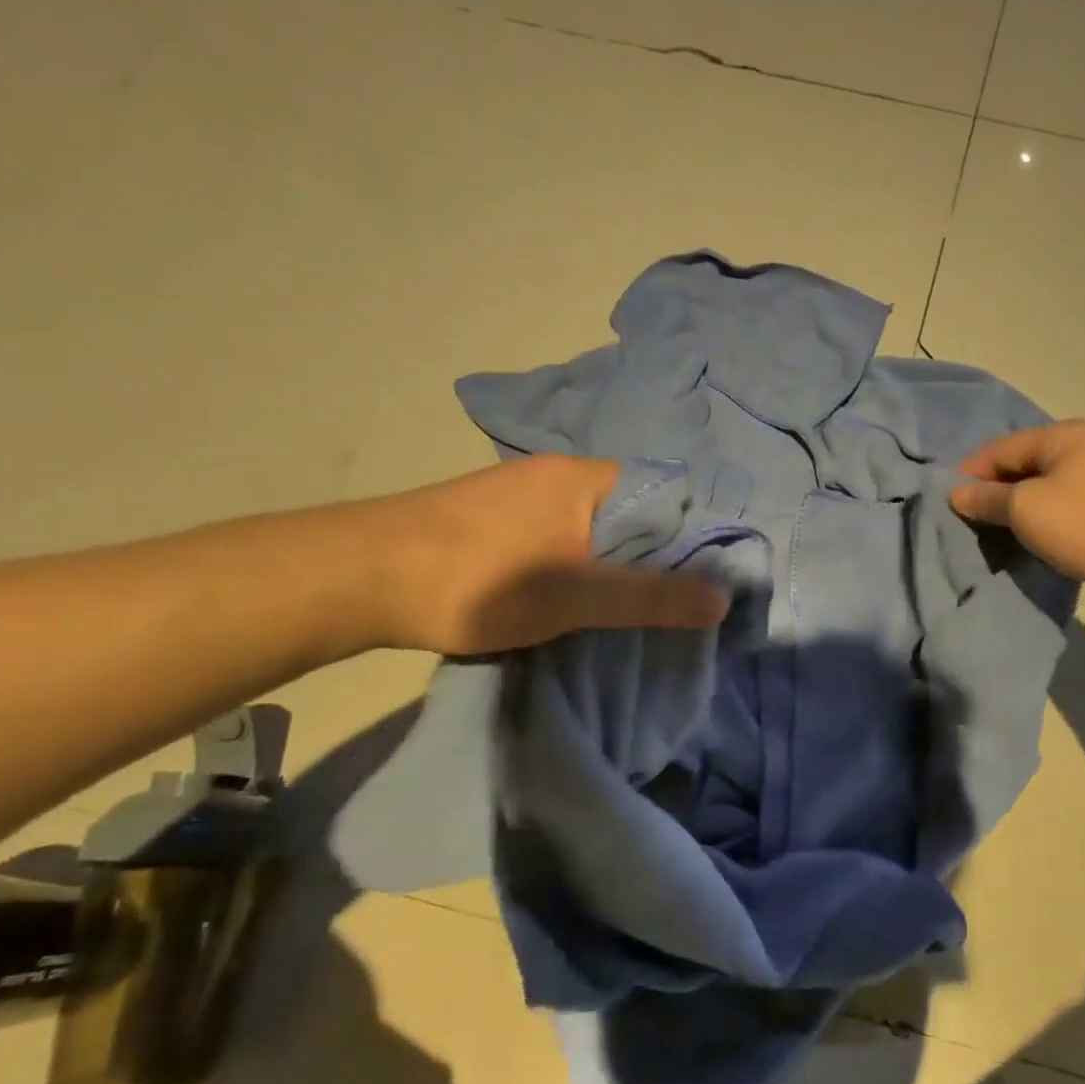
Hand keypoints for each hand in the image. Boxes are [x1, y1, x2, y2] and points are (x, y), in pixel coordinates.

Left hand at [362, 456, 727, 654]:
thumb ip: (652, 596)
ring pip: (599, 529)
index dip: (696, 537)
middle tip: (678, 604)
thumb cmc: (480, 580)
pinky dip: (585, 566)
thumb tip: (725, 598)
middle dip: (659, 557)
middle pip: (635, 513)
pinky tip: (581, 597)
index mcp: (588, 477)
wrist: (359, 578)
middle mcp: (561, 475)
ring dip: (619, 565)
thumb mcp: (576, 596)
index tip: (710, 581)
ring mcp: (526, 495)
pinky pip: (567, 538)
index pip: (668, 495)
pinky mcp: (501, 520)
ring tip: (636, 608)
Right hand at [951, 420, 1084, 596]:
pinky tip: (1022, 535)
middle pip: (1019, 465)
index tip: (950, 502)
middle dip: (992, 491)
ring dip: (1012, 507)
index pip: (1000, 448)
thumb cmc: (1081, 523)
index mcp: (1059, 436)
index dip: (971, 473)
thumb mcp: (1024, 508)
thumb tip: (957, 494)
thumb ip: (987, 498)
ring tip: (990, 530)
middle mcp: (1077, 447)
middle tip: (967, 519)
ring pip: (1037, 486)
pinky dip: (1034, 517)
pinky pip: (1054, 503)